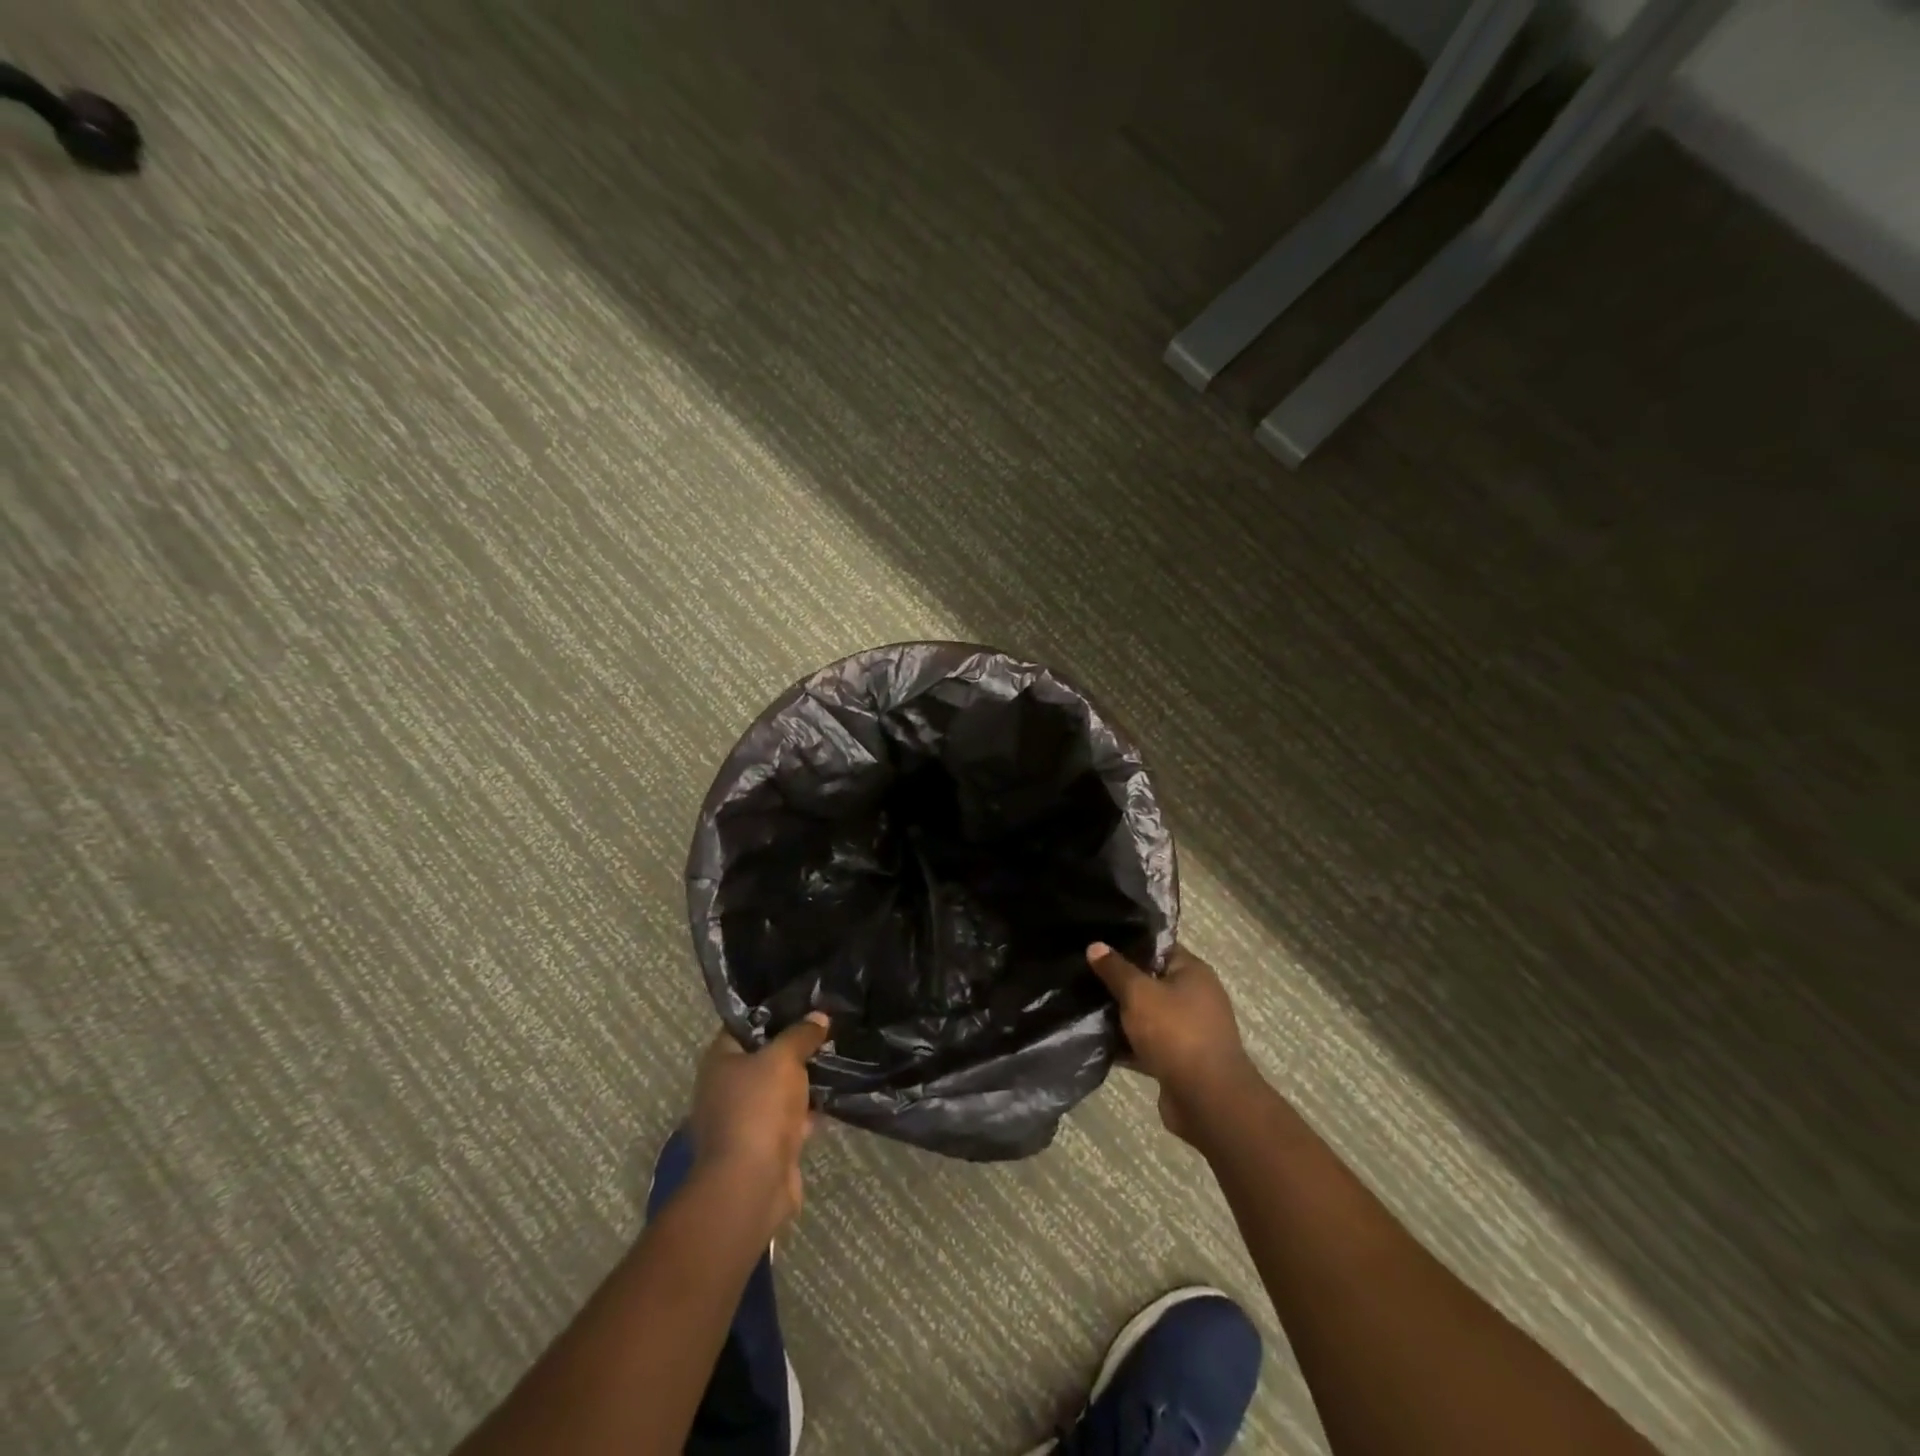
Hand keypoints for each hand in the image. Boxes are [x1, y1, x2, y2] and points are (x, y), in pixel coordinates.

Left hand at [689, 1013, 831, 1230]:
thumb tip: (819, 1016)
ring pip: (778, 1090)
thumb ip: (801, 1034)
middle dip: (794, 1048)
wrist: (752, 1185)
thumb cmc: (758, 1108)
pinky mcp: (763, 1147)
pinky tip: (833, 1099)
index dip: (773, 1013)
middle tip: (826, 1031)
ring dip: (803, 1082)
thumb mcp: (784, 1058)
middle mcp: (725, 1089)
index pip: (744, 1025)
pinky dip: (807, 1113)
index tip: (804, 1003)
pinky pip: (789, 1120)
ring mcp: (743, 1120)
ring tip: (837, 1060)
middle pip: (763, 1058)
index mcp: (719, 1062)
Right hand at [1087, 942, 1260, 1144]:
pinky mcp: (1179, 1060)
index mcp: (1193, 972)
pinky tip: (1097, 1043)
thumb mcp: (1139, 994)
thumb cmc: (1176, 1033)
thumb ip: (1116, 969)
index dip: (1128, 944)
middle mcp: (1195, 997)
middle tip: (1084, 976)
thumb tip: (1095, 946)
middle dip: (1120, 982)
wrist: (1207, 1100)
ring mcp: (1189, 1031)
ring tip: (1084, 1007)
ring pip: (1147, 1015)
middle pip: (1151, 981)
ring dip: (1122, 1016)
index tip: (1097, 945)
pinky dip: (1128, 1045)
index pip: (1158, 947)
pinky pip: (1148, 1044)